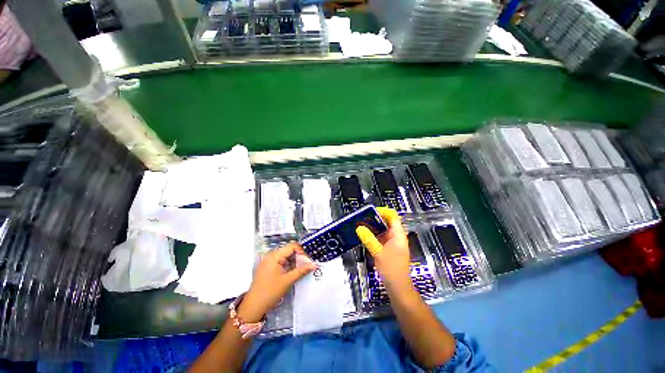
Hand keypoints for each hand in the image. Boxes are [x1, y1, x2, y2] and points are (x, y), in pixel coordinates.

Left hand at [240, 243, 316, 321]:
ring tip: (302, 269)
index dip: (302, 251)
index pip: (292, 246)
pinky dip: (288, 264)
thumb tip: (314, 265)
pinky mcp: (268, 266)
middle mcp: (271, 255)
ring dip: (294, 261)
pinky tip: (293, 271)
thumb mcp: (288, 280)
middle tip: (307, 265)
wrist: (253, 306)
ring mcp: (269, 260)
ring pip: (286, 255)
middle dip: (299, 256)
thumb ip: (302, 271)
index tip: (308, 260)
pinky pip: (281, 260)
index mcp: (275, 255)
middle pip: (289, 250)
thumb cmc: (271, 292)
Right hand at [356, 207, 411, 290]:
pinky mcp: (389, 248)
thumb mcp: (378, 252)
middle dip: (375, 218)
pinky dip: (374, 235)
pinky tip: (365, 235)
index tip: (369, 211)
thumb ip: (368, 239)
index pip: (392, 216)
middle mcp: (396, 236)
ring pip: (383, 230)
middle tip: (362, 217)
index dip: (382, 211)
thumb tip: (359, 227)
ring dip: (373, 227)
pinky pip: (381, 237)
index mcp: (398, 234)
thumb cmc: (391, 269)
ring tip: (361, 224)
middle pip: (387, 222)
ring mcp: (393, 242)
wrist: (398, 287)